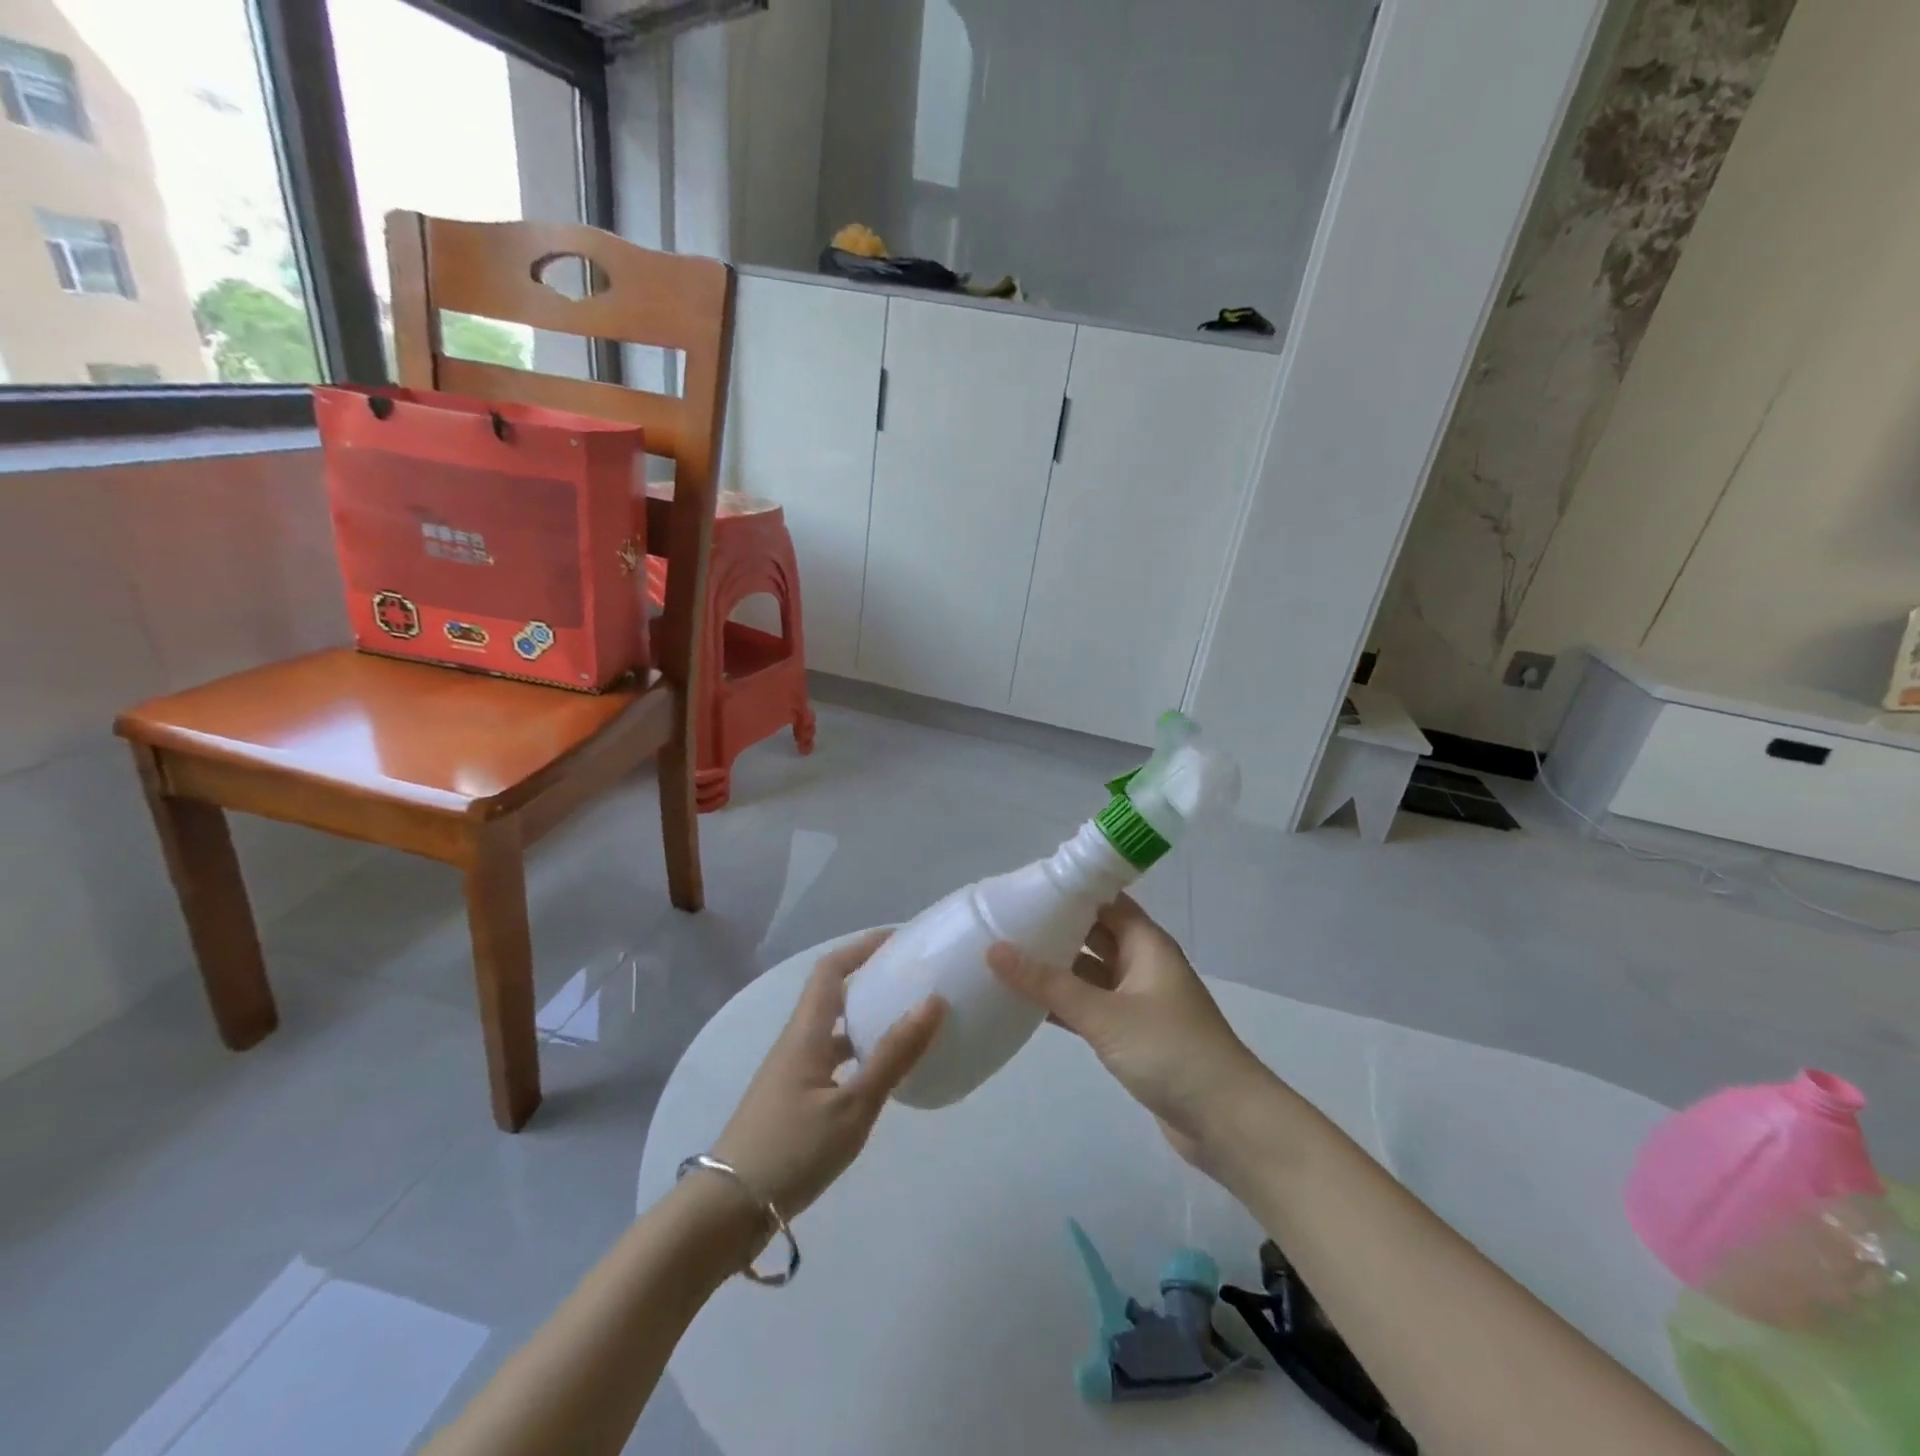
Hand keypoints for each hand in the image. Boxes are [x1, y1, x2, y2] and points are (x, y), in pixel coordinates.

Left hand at [711, 931, 944, 1222]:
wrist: (727, 1212)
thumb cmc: (791, 1150)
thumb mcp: (852, 1106)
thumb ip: (893, 1056)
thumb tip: (933, 1001)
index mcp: (806, 1033)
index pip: (831, 969)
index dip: (862, 947)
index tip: (899, 940)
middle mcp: (796, 1044)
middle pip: (833, 995)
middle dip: (870, 980)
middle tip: (913, 980)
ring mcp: (792, 1074)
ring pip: (834, 1031)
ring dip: (867, 1020)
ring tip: (908, 1023)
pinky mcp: (793, 1102)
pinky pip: (832, 1061)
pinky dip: (859, 1055)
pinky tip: (883, 1077)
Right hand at [988, 896, 1270, 1164]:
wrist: (1226, 1122)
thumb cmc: (1170, 1051)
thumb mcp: (1105, 1014)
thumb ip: (1049, 984)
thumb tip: (995, 949)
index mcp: (1145, 943)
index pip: (1103, 900)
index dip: (1068, 890)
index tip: (1022, 887)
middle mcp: (1141, 963)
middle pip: (1092, 933)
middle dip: (1053, 928)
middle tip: (1001, 921)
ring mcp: (1136, 1000)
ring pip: (1088, 972)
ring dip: (1054, 968)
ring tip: (1003, 957)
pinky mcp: (1130, 1034)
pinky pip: (1089, 1007)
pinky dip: (1062, 1004)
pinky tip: (1024, 1004)